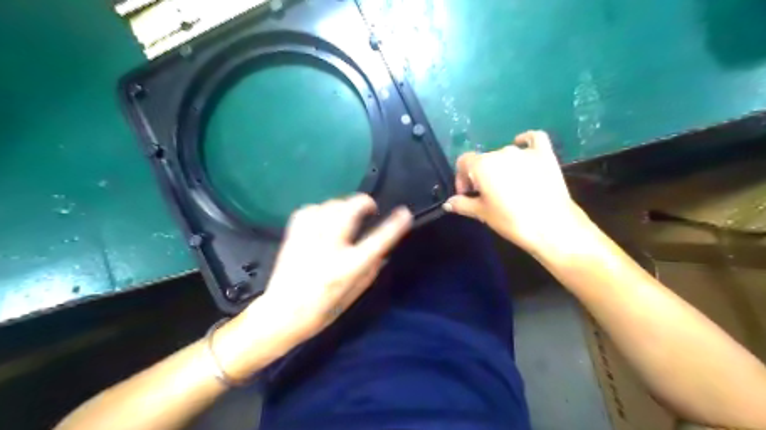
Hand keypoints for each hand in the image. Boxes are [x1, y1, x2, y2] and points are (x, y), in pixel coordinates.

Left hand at [247, 194, 411, 346]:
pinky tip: (323, 216)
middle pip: (349, 211)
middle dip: (364, 202)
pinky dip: (319, 209)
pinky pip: (308, 210)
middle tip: (370, 207)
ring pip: (329, 206)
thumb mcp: (353, 297)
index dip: (394, 225)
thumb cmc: (321, 311)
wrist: (280, 315)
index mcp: (347, 268)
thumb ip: (369, 271)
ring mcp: (309, 240)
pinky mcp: (293, 237)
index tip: (404, 213)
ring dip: (343, 205)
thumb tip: (380, 252)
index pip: (377, 241)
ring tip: (347, 213)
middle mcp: (329, 249)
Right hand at [443, 131, 591, 255]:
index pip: (463, 162)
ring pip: (505, 154)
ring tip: (506, 186)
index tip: (466, 194)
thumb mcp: (483, 214)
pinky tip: (522, 144)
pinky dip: (525, 140)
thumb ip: (463, 204)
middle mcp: (501, 153)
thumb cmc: (511, 221)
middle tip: (485, 195)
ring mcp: (524, 152)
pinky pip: (533, 139)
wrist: (552, 227)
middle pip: (483, 159)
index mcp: (482, 165)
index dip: (461, 178)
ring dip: (500, 166)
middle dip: (480, 175)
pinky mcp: (545, 154)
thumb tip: (448, 203)